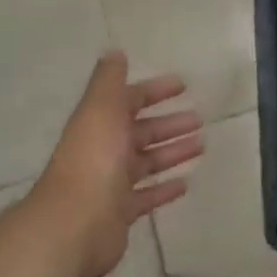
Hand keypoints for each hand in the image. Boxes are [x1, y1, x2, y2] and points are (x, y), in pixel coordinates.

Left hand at [30, 52, 202, 276]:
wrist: (74, 224)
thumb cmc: (93, 159)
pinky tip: (185, 183)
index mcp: (100, 123)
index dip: (154, 91)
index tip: (183, 86)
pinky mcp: (121, 213)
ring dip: (173, 152)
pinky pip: (147, 196)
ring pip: (148, 162)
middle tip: (200, 119)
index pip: (130, 100)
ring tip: (201, 145)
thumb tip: (115, 52)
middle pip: (142, 132)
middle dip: (169, 123)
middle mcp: (105, 150)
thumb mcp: (101, 108)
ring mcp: (112, 183)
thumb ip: (109, 81)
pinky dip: (165, 188)